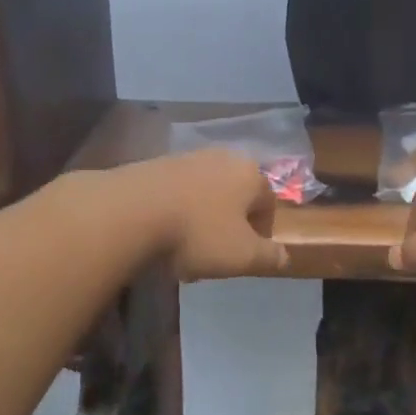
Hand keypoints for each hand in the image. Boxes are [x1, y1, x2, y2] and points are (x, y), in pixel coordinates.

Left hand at [125, 149, 289, 279]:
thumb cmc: (197, 233)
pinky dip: (176, 212)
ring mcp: (187, 158)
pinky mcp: (156, 164)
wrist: (130, 211)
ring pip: (205, 194)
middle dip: (229, 225)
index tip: (246, 255)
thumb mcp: (242, 256)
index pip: (268, 202)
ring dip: (202, 219)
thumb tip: (284, 256)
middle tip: (215, 255)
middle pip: (235, 196)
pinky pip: (177, 192)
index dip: (262, 232)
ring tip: (184, 250)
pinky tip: (161, 236)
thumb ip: (269, 256)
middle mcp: (222, 158)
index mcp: (250, 174)